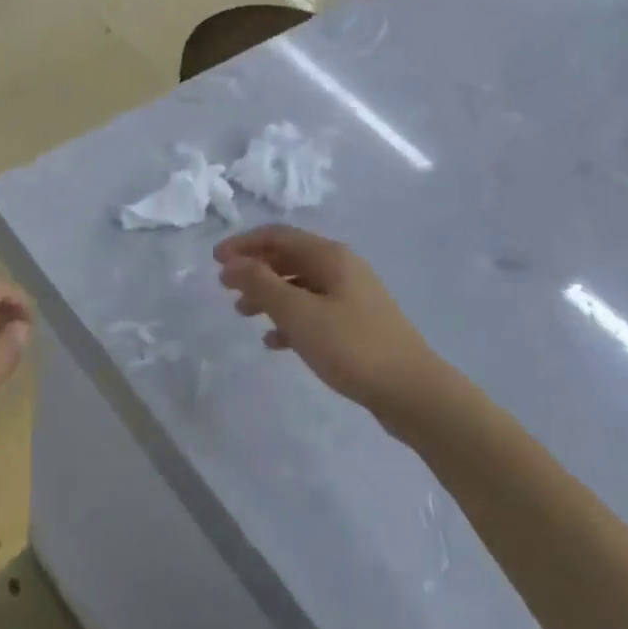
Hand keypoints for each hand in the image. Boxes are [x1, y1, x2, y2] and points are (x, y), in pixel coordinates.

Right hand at [215, 225, 433, 414]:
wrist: (412, 392)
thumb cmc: (351, 346)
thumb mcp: (298, 314)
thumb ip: (261, 285)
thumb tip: (233, 263)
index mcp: (330, 256)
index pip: (278, 236)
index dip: (243, 244)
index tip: (215, 261)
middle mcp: (342, 269)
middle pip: (288, 258)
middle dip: (254, 269)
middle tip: (225, 288)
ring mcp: (352, 297)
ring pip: (299, 286)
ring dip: (268, 295)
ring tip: (242, 314)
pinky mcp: (356, 325)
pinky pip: (314, 312)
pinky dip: (289, 320)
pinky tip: (274, 342)